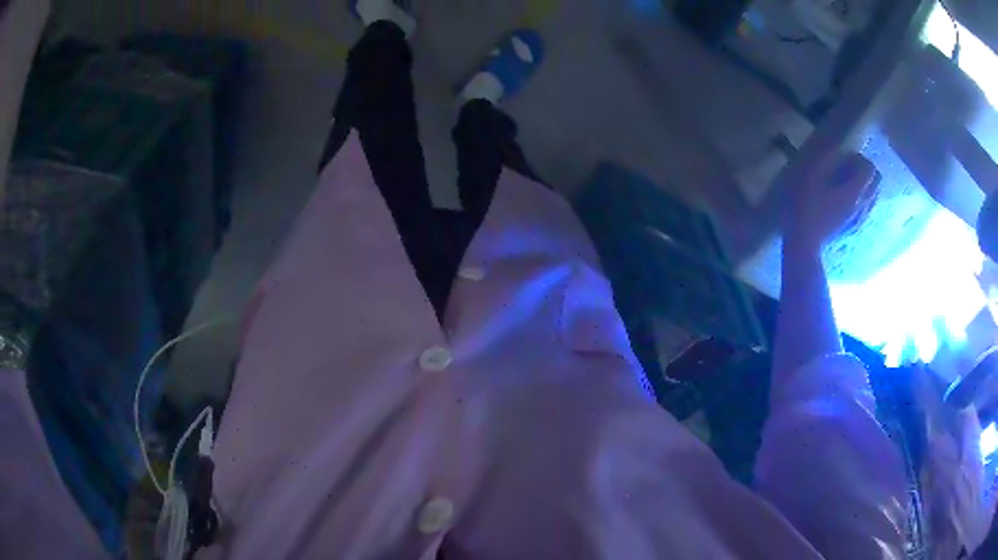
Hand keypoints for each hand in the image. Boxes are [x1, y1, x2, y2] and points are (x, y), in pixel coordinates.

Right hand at [785, 152, 878, 251]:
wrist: (803, 243)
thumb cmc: (804, 207)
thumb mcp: (810, 174)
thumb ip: (827, 158)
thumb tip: (837, 146)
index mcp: (854, 190)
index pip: (869, 168)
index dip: (859, 158)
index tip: (845, 157)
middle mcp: (862, 205)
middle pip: (876, 182)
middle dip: (866, 171)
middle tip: (848, 168)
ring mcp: (859, 219)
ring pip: (873, 196)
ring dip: (864, 186)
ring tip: (846, 183)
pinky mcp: (853, 229)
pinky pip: (865, 210)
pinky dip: (860, 201)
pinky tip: (845, 201)